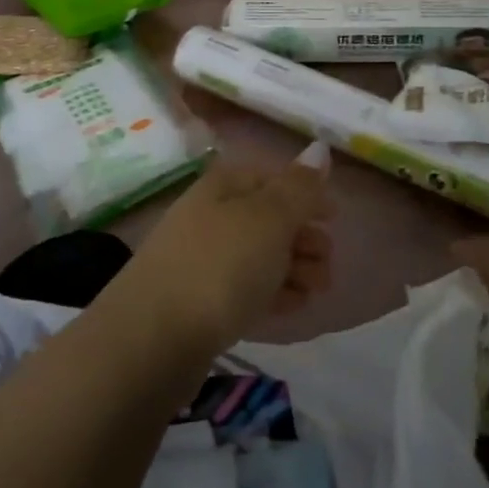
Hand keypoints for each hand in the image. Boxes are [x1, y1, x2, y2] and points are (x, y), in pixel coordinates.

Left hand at [126, 142, 333, 352]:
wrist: (153, 338)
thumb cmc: (219, 265)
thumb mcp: (269, 219)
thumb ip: (299, 188)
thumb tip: (319, 148)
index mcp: (222, 187)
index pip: (270, 178)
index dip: (305, 193)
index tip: (335, 217)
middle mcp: (209, 216)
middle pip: (266, 218)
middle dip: (303, 236)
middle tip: (329, 261)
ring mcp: (201, 261)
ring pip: (258, 256)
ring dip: (294, 267)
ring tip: (318, 289)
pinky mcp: (199, 303)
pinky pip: (245, 289)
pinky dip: (273, 292)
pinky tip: (294, 306)